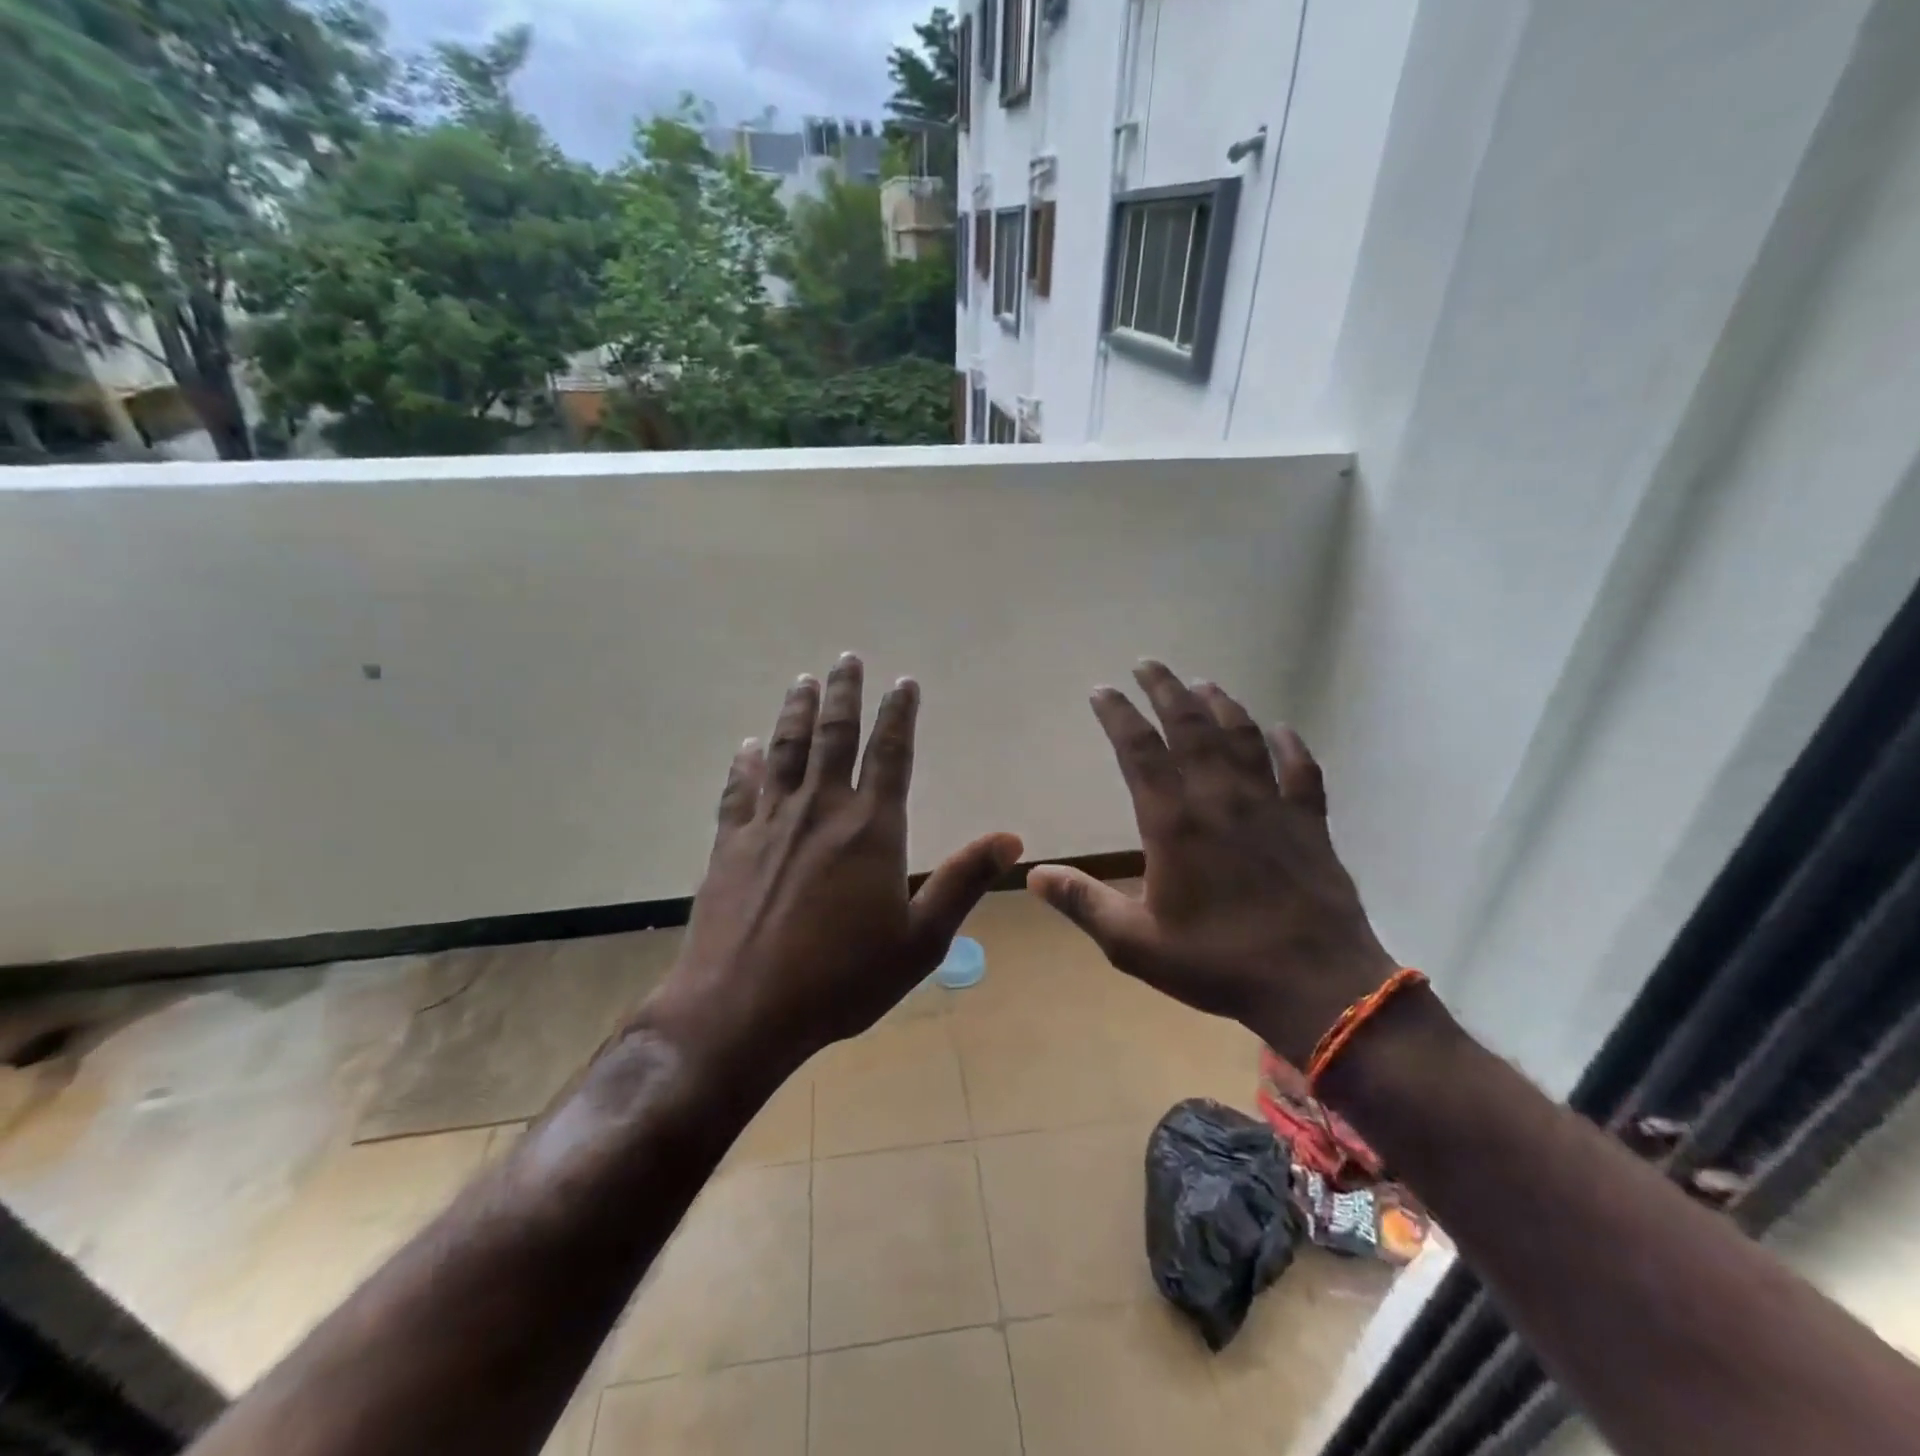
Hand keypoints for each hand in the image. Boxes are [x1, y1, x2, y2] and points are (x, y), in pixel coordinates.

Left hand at [642, 654, 1021, 1080]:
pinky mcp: (731, 844)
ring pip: (785, 750)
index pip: (891, 754)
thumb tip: (1011, 839)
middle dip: (844, 693)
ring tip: (802, 681)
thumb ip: (963, 882)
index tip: (904, 682)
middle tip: (847, 658)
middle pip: (834, 735)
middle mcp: (820, 810)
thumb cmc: (841, 980)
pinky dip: (745, 764)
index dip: (900, 714)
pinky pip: (739, 790)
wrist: (741, 1010)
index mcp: (870, 828)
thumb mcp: (920, 941)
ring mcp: (770, 824)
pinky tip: (747, 748)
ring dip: (795, 711)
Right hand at [1027, 661, 1394, 1065]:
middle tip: (1150, 663)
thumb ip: (1082, 903)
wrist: (1317, 986)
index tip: (1102, 690)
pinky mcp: (1309, 822)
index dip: (1118, 715)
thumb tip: (1033, 875)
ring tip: (1202, 683)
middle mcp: (1220, 798)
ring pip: (1242, 737)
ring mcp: (1270, 805)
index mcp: (1174, 822)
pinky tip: (1281, 730)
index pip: (1139, 751)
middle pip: (1190, 727)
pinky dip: (1290, 745)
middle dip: (1166, 690)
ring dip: (1221, 705)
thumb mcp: (1134, 943)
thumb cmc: (1218, 962)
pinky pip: (1301, 770)